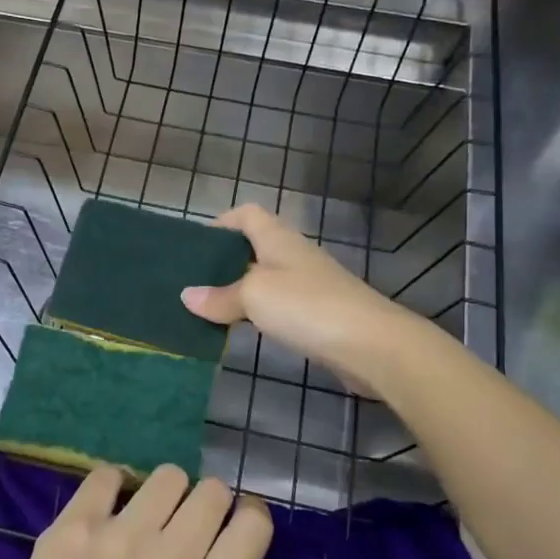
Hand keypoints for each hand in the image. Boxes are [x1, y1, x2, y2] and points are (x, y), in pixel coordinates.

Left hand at [0, 465, 337, 558]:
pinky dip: (115, 486)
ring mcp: (118, 535)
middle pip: (212, 490)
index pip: (252, 521)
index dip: (249, 519)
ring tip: (152, 523)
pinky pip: (109, 473)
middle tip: (190, 534)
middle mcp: (167, 557)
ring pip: (167, 475)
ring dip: (167, 495)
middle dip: (210, 507)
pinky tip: (112, 514)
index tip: (235, 532)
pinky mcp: (76, 522)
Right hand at [181, 203, 405, 381]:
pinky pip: (278, 305)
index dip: (222, 222)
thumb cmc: (307, 306)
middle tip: (194, 280)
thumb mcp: (254, 296)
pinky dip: (257, 312)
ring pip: (265, 279)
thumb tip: (187, 296)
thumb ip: (219, 296)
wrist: (372, 344)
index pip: (247, 214)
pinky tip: (242, 329)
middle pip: (254, 247)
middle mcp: (293, 255)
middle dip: (224, 260)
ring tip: (209, 307)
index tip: (196, 245)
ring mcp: (309, 285)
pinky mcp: (318, 314)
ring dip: (239, 289)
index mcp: (277, 238)